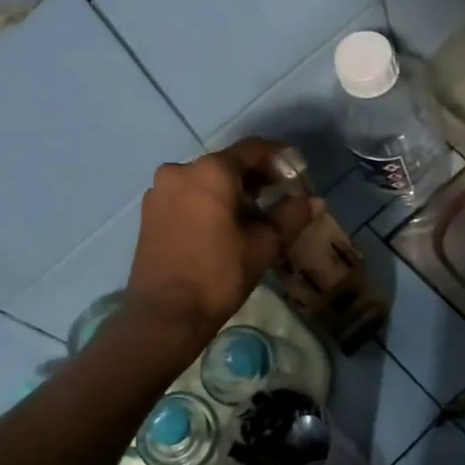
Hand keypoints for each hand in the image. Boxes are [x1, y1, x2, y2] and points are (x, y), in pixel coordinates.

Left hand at [125, 139, 314, 347]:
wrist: (165, 314)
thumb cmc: (219, 274)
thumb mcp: (265, 244)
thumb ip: (291, 215)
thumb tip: (315, 201)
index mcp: (211, 171)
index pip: (253, 150)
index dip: (280, 159)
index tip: (296, 177)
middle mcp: (181, 170)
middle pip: (227, 164)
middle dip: (255, 178)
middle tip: (277, 200)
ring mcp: (160, 191)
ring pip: (205, 180)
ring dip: (230, 191)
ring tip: (251, 219)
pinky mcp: (149, 212)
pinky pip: (187, 196)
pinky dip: (208, 203)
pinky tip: (221, 228)